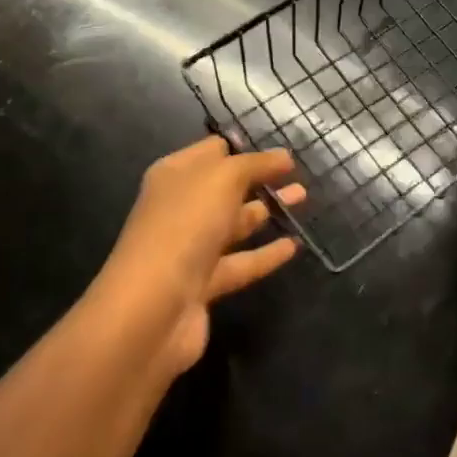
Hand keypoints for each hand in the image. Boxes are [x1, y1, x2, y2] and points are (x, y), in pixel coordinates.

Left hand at [98, 135, 305, 377]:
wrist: (152, 309)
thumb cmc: (185, 226)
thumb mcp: (223, 178)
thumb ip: (255, 164)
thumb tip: (282, 157)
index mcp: (175, 175)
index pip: (212, 151)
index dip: (244, 146)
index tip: (278, 147)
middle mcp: (180, 208)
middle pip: (225, 187)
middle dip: (261, 178)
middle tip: (298, 173)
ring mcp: (190, 249)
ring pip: (235, 224)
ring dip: (267, 211)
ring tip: (304, 199)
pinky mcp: (203, 285)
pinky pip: (240, 263)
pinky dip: (266, 253)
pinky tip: (294, 245)